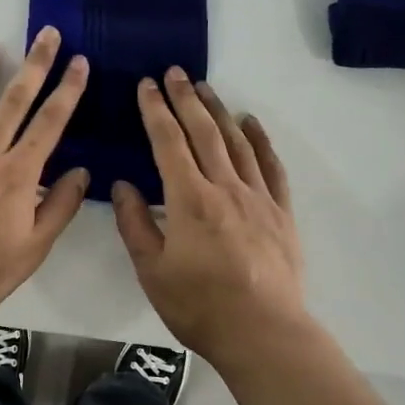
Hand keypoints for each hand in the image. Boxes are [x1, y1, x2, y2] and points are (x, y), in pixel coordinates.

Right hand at [113, 68, 308, 364]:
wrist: (263, 332)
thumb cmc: (199, 306)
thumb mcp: (152, 271)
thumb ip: (135, 224)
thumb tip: (122, 185)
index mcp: (189, 200)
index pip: (168, 143)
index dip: (155, 111)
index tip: (146, 85)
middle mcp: (225, 187)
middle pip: (203, 132)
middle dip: (185, 99)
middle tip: (174, 72)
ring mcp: (258, 197)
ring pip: (236, 142)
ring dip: (218, 111)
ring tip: (204, 88)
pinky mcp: (281, 212)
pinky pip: (271, 166)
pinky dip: (259, 140)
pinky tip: (251, 123)